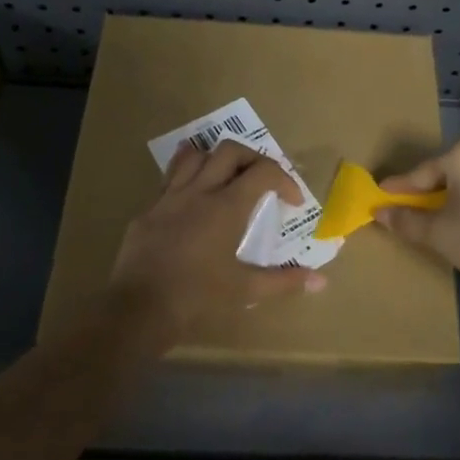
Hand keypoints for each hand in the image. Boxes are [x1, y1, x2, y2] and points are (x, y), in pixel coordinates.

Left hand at [108, 140, 326, 343]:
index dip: (284, 179)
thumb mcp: (245, 290)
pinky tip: (192, 193)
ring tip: (227, 177)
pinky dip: (187, 175)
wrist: (139, 309)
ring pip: (195, 155)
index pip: (263, 171)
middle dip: (253, 158)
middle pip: (229, 150)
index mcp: (227, 207)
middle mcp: (199, 191)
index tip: (292, 201)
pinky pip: (169, 177)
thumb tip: (320, 282)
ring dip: (217, 159)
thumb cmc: (197, 298)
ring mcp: (169, 197)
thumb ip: (284, 281)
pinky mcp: (148, 209)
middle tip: (262, 181)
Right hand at [376, 134, 459, 299]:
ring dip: (458, 195)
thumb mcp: (440, 234)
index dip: (399, 189)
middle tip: (411, 211)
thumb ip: (407, 221)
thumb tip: (380, 213)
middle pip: (451, 171)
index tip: (380, 197)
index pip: (423, 173)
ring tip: (445, 219)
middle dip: (430, 191)